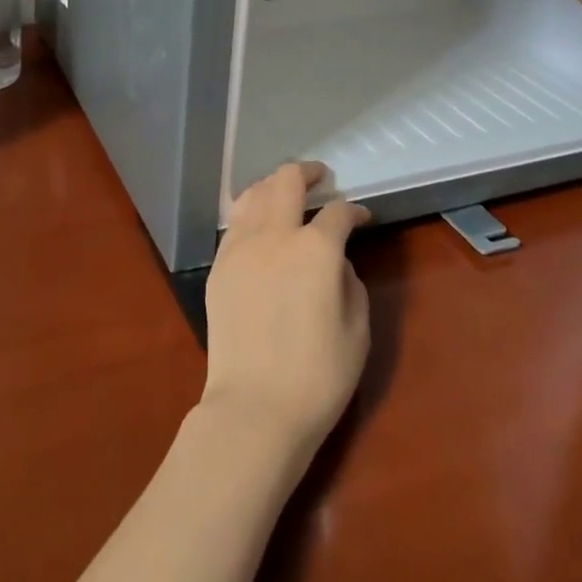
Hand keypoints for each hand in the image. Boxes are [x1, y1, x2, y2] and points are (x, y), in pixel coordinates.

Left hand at [201, 162, 370, 468]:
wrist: (254, 409)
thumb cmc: (318, 377)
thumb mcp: (357, 331)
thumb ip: (351, 283)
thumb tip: (337, 262)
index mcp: (316, 249)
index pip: (338, 212)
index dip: (354, 210)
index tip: (362, 217)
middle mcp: (276, 235)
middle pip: (287, 180)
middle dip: (309, 172)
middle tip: (321, 178)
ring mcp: (241, 247)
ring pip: (254, 192)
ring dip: (275, 186)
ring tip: (287, 195)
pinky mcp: (220, 265)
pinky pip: (235, 222)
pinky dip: (252, 212)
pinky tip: (260, 226)